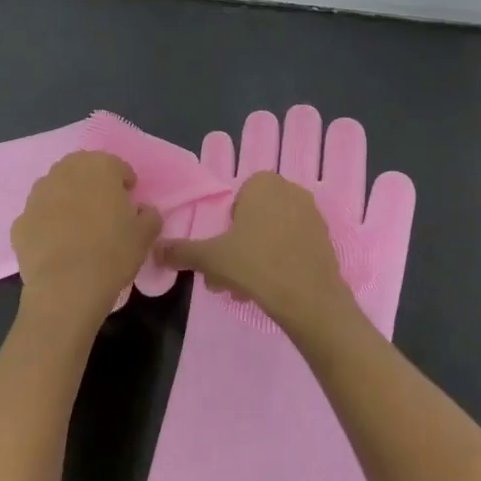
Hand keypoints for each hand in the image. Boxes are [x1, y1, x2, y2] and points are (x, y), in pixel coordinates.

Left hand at [12, 151, 161, 331]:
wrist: (66, 287)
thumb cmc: (113, 253)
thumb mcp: (146, 234)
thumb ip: (149, 215)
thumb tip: (142, 211)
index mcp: (99, 167)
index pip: (117, 166)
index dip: (125, 184)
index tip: (130, 202)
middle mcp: (65, 172)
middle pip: (82, 171)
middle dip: (93, 185)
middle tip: (104, 211)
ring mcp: (37, 196)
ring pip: (56, 190)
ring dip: (68, 201)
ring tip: (78, 228)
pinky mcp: (20, 222)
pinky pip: (39, 217)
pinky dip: (48, 224)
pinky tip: (58, 246)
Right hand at [156, 171, 356, 340]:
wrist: (309, 297)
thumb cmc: (256, 265)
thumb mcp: (210, 258)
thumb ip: (181, 251)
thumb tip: (156, 250)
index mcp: (263, 183)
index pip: (234, 202)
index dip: (223, 230)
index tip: (218, 257)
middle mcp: (291, 191)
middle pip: (253, 221)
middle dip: (236, 250)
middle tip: (225, 280)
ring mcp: (312, 215)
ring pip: (271, 236)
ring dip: (254, 260)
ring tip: (243, 292)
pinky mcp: (325, 239)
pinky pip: (292, 246)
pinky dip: (278, 263)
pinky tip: (268, 291)